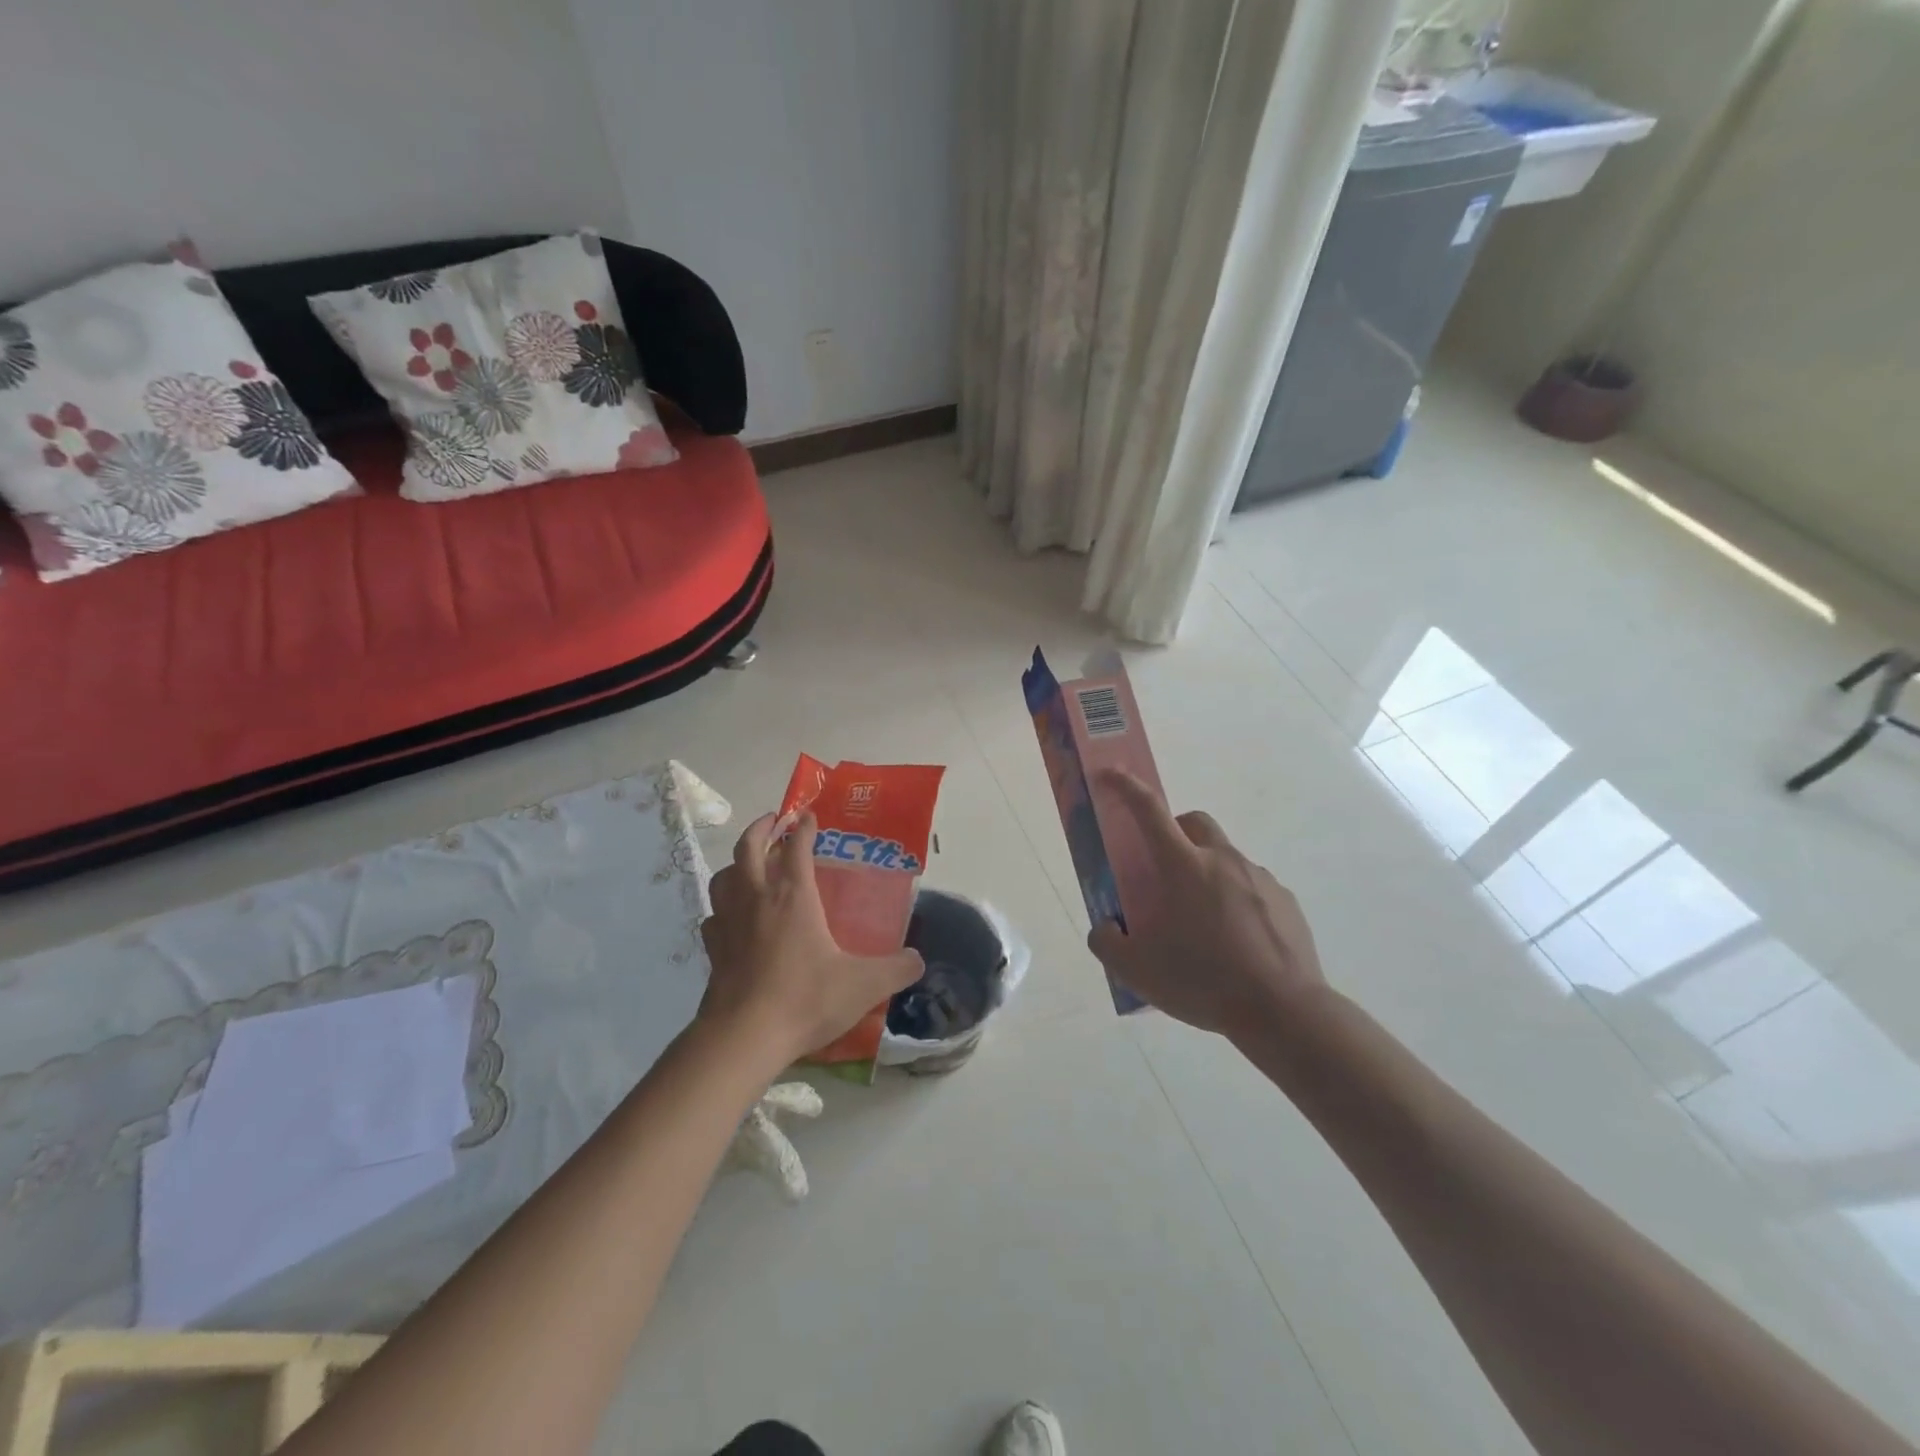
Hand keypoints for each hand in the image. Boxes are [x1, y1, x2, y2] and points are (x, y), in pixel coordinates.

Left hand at [700, 812, 923, 1071]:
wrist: (744, 1037)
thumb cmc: (805, 999)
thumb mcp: (864, 985)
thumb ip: (897, 969)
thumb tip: (919, 959)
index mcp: (793, 896)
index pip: (796, 847)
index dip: (804, 828)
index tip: (810, 816)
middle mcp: (757, 899)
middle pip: (749, 848)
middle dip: (762, 828)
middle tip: (775, 820)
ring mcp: (729, 923)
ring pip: (724, 877)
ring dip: (736, 864)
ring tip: (749, 865)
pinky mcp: (713, 950)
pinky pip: (713, 917)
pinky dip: (722, 908)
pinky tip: (731, 919)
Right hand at [1087, 772, 1326, 1039]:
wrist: (1284, 1011)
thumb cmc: (1204, 981)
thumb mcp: (1136, 971)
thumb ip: (1107, 942)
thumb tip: (1106, 927)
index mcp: (1183, 867)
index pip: (1149, 811)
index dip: (1126, 788)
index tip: (1111, 774)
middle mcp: (1223, 861)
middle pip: (1195, 821)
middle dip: (1175, 830)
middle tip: (1164, 869)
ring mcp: (1260, 879)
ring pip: (1225, 858)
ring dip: (1207, 874)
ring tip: (1203, 924)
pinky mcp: (1286, 902)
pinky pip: (1253, 888)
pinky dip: (1237, 901)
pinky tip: (1236, 943)